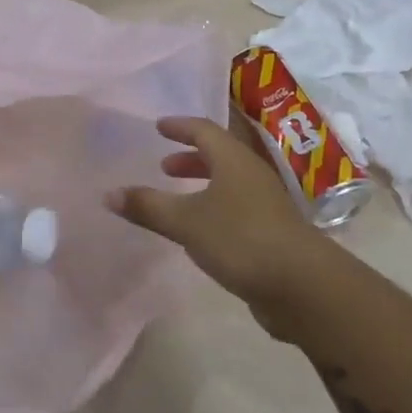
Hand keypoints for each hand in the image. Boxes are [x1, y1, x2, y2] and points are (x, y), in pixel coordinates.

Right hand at [106, 116, 340, 337]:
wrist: (303, 286)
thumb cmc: (241, 239)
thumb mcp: (187, 221)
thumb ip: (148, 207)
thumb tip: (108, 193)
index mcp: (234, 160)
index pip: (204, 130)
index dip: (180, 126)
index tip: (158, 126)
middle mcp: (251, 174)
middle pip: (219, 155)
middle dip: (190, 157)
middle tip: (164, 166)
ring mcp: (265, 204)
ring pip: (229, 182)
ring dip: (202, 184)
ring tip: (178, 199)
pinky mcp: (271, 232)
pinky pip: (236, 208)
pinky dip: (213, 208)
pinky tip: (200, 231)